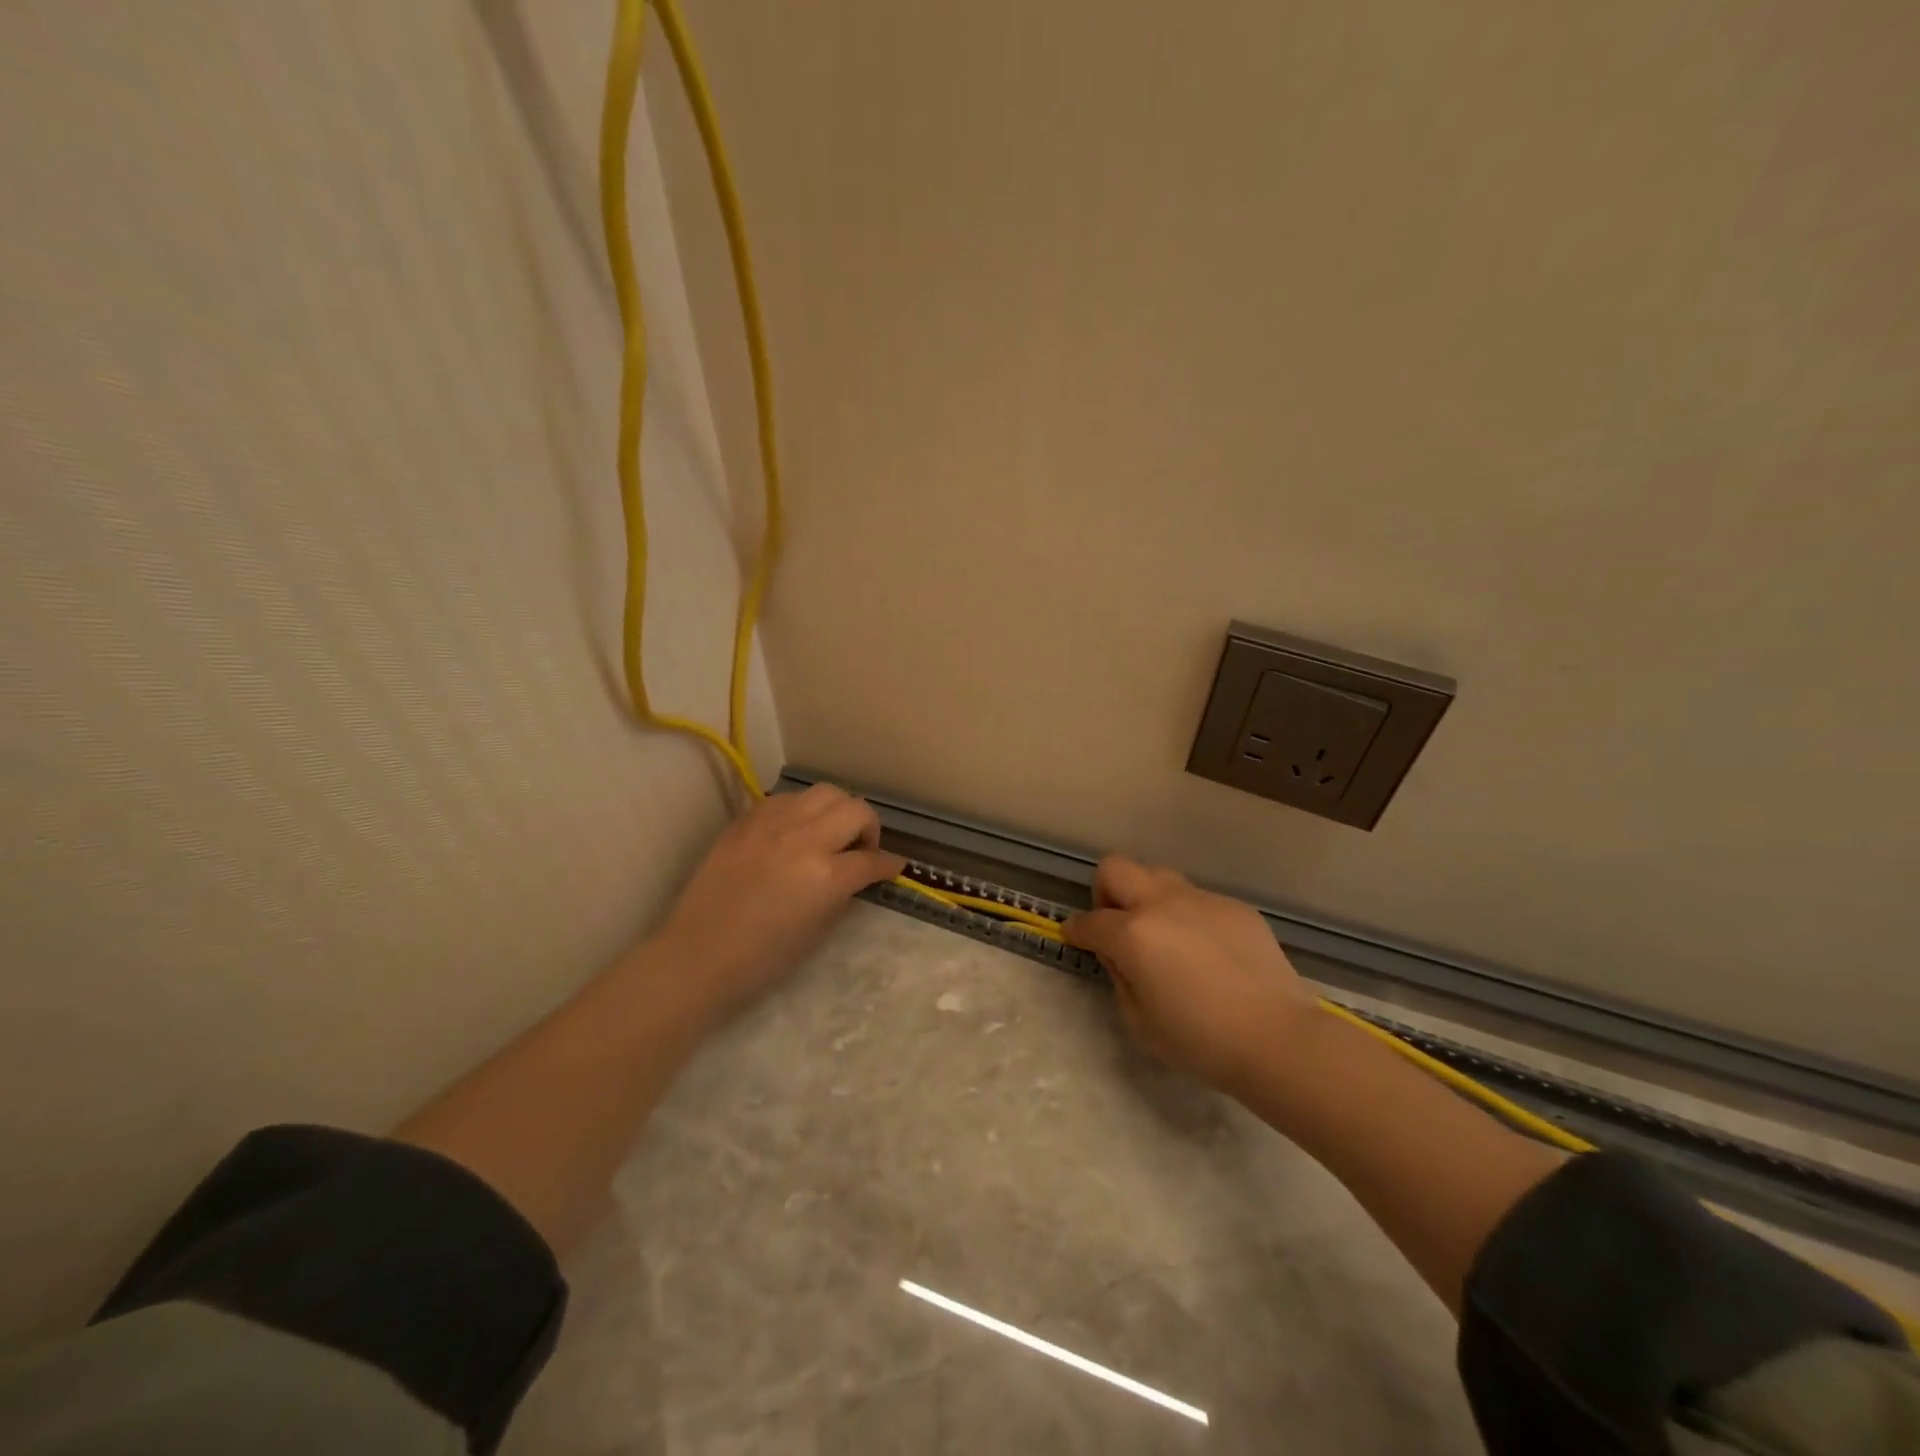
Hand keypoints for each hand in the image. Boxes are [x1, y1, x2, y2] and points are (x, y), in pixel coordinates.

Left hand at [652, 784, 905, 1014]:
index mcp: (827, 876)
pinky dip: (801, 810)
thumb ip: (844, 892)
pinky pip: (787, 799)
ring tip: (828, 832)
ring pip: (824, 792)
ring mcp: (773, 824)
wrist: (699, 953)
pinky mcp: (747, 820)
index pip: (872, 860)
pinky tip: (794, 831)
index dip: (888, 864)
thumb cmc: (763, 958)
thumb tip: (859, 873)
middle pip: (856, 810)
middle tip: (860, 848)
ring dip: (837, 810)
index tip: (893, 866)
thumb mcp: (818, 930)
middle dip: (868, 828)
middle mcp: (805, 839)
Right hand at [1063, 855, 1316, 1091]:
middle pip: (1116, 868)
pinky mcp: (1235, 907)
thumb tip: (1119, 954)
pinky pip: (1198, 900)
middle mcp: (1162, 904)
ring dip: (1148, 899)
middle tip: (1117, 926)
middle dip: (1105, 892)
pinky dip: (1189, 917)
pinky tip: (1208, 953)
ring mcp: (1202, 900)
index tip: (1074, 937)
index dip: (1075, 930)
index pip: (1089, 921)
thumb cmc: (1201, 1041)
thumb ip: (1120, 978)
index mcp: (1133, 934)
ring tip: (1165, 936)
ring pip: (1159, 876)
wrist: (1278, 1038)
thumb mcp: (1139, 1022)